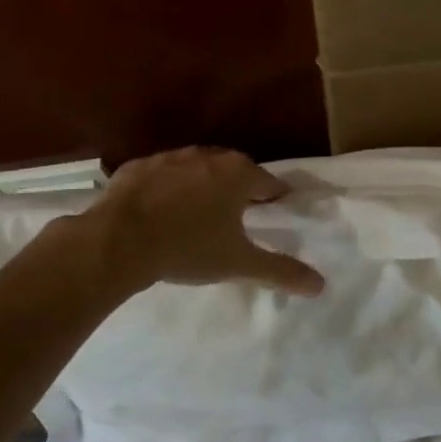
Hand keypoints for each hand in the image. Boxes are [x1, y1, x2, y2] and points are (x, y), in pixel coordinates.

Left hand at [80, 146, 325, 296]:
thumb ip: (280, 271)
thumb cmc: (189, 248)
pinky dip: (165, 189)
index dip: (273, 198)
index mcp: (238, 174)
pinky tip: (159, 212)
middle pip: (233, 171)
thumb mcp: (239, 263)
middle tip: (236, 217)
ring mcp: (170, 157)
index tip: (273, 212)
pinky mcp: (137, 167)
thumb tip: (321, 285)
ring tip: (197, 215)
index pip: (268, 182)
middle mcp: (208, 156)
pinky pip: (160, 176)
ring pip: (196, 169)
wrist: (119, 240)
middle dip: (237, 190)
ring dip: (201, 187)